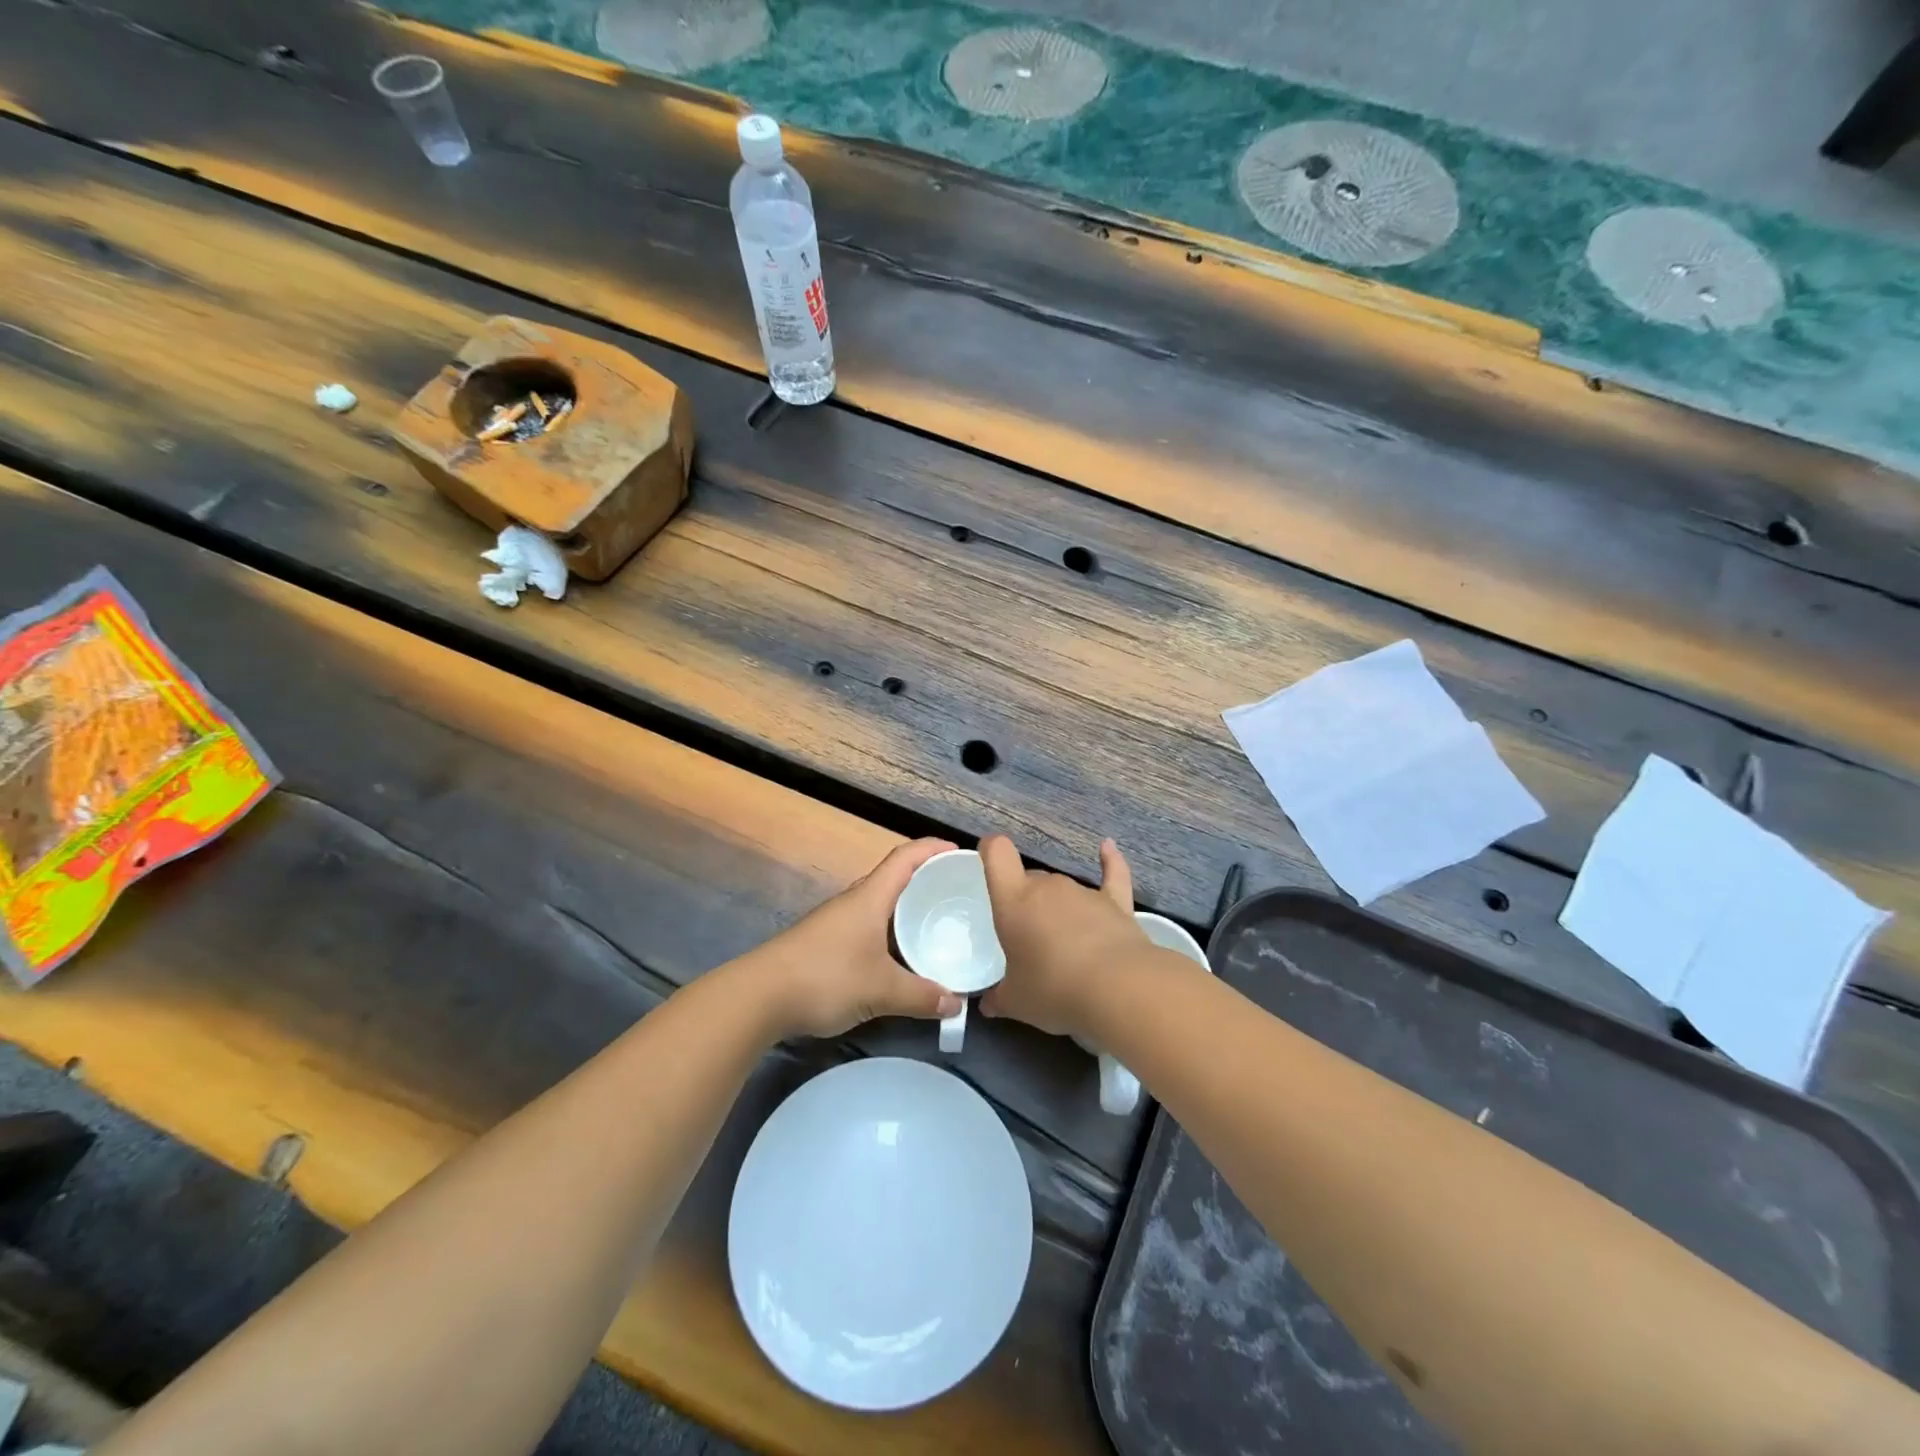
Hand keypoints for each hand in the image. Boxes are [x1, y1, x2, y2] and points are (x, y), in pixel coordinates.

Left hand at [748, 838, 963, 1038]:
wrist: (759, 997)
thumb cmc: (825, 977)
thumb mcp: (881, 990)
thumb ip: (921, 996)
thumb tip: (956, 1005)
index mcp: (870, 897)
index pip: (906, 857)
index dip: (933, 848)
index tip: (960, 852)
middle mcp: (854, 901)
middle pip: (894, 877)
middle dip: (926, 879)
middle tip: (957, 892)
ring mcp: (837, 921)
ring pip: (880, 904)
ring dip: (907, 907)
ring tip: (936, 922)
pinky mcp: (825, 942)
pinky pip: (868, 925)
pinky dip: (890, 931)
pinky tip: (900, 955)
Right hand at [980, 835, 1149, 1039]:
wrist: (1118, 990)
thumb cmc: (1054, 990)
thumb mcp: (1016, 1002)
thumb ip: (998, 998)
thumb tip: (987, 1004)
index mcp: (1014, 902)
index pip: (998, 855)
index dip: (990, 850)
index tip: (987, 859)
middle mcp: (1047, 887)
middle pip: (1030, 880)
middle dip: (1026, 904)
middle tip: (1027, 941)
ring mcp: (1083, 892)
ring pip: (1062, 889)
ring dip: (1058, 908)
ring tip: (1063, 945)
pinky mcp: (1116, 903)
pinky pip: (1111, 875)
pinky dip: (1109, 861)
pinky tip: (1107, 847)